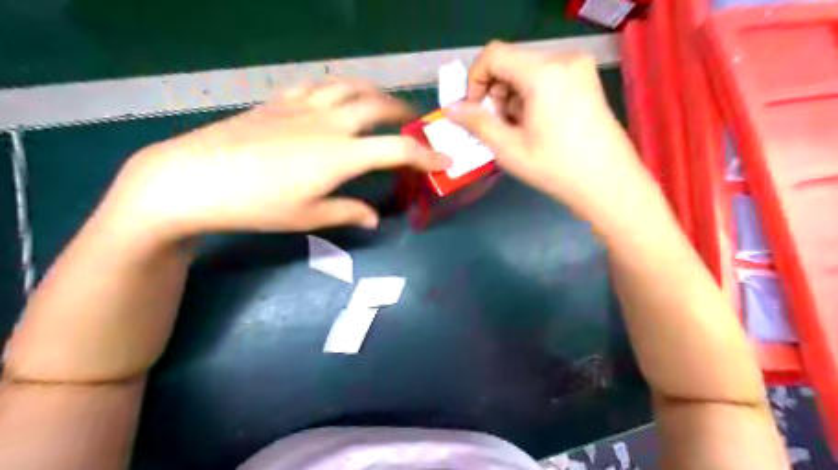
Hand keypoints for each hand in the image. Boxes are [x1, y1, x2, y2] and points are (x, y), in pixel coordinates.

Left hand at [103, 81, 448, 240]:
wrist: (194, 178)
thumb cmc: (256, 204)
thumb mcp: (308, 216)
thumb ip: (348, 213)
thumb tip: (374, 218)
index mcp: (342, 153)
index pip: (397, 149)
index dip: (426, 155)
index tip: (443, 160)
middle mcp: (330, 122)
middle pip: (378, 106)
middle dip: (403, 114)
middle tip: (414, 123)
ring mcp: (303, 106)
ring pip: (350, 87)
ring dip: (374, 93)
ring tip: (382, 102)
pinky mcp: (279, 101)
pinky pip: (318, 85)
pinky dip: (338, 88)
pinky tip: (337, 97)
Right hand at [449, 40, 649, 222]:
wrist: (609, 183)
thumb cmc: (556, 168)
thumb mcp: (508, 148)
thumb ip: (477, 123)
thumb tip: (452, 110)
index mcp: (544, 72)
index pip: (493, 55)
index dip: (475, 80)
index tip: (475, 110)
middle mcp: (564, 59)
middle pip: (511, 62)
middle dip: (495, 92)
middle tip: (499, 126)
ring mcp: (579, 68)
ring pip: (527, 71)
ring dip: (512, 97)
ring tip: (520, 129)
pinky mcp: (586, 79)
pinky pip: (546, 77)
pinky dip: (531, 96)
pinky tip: (537, 124)